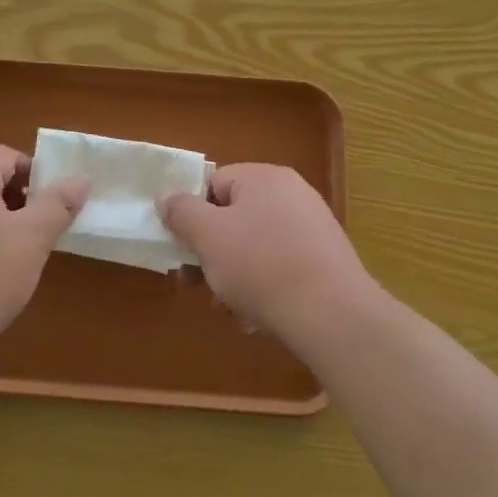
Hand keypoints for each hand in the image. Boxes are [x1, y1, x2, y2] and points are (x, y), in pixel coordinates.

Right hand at [158, 164, 372, 338]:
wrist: (332, 315)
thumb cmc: (261, 266)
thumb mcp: (208, 236)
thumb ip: (181, 212)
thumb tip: (165, 195)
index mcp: (264, 178)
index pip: (213, 184)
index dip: (192, 215)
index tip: (183, 248)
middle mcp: (292, 195)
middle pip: (233, 218)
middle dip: (212, 253)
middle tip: (198, 283)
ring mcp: (312, 229)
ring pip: (254, 249)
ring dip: (234, 278)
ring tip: (231, 308)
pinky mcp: (325, 262)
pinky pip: (280, 269)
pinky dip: (263, 289)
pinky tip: (258, 318)